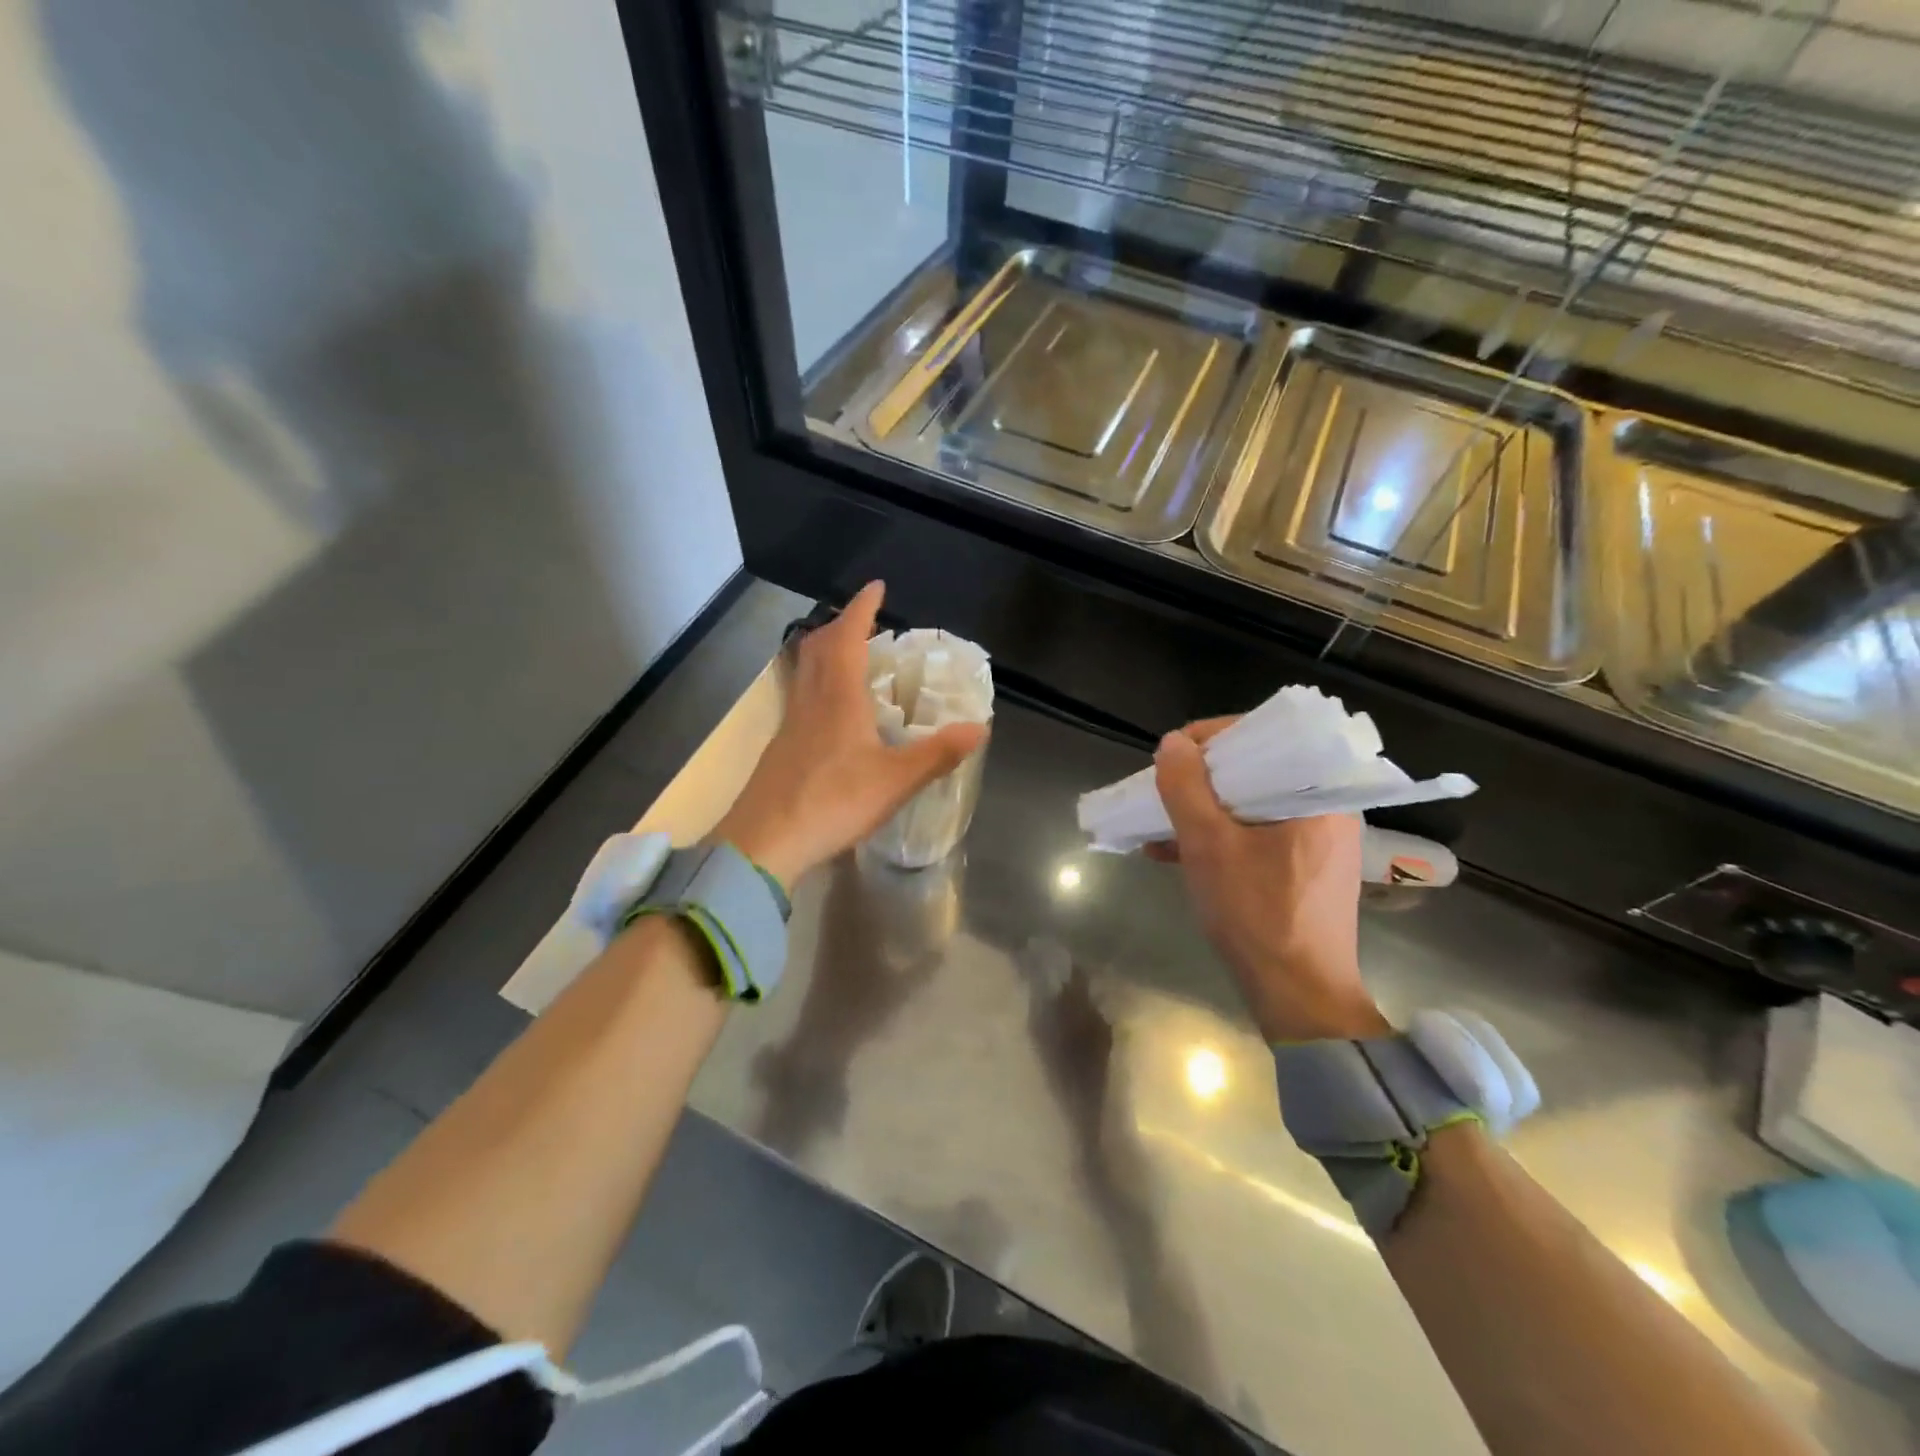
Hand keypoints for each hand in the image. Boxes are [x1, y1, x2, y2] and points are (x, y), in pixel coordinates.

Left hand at [715, 582, 987, 888]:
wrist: (765, 842)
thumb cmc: (833, 803)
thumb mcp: (895, 781)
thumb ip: (937, 754)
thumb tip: (980, 727)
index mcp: (839, 697)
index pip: (848, 636)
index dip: (862, 608)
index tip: (876, 587)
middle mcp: (811, 700)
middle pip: (820, 646)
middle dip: (842, 624)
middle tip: (865, 620)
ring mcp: (791, 722)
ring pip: (805, 670)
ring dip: (826, 651)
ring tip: (850, 655)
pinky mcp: (781, 746)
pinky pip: (801, 695)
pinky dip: (819, 682)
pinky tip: (831, 708)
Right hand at [1149, 720, 1388, 1042]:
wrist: (1299, 997)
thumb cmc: (1256, 915)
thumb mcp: (1208, 846)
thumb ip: (1186, 788)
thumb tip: (1172, 743)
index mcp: (1319, 791)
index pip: (1263, 735)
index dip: (1209, 739)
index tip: (1170, 759)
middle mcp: (1328, 806)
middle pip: (1256, 769)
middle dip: (1200, 780)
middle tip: (1163, 791)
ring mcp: (1319, 839)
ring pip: (1252, 803)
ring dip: (1204, 810)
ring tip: (1159, 824)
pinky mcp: (1307, 866)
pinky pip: (1258, 833)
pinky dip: (1221, 836)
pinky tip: (1175, 852)